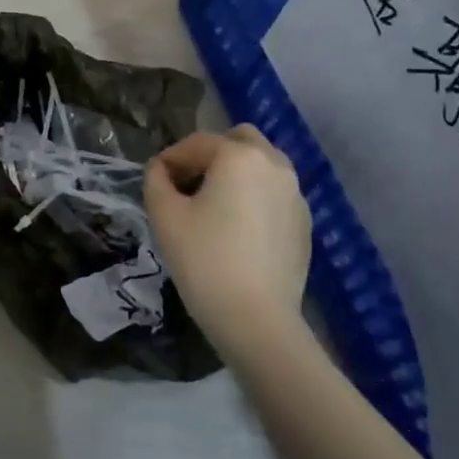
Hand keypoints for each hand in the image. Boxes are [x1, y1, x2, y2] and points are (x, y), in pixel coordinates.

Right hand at [144, 125, 311, 353]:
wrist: (256, 318)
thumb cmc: (203, 259)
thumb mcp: (164, 215)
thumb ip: (156, 180)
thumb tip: (160, 170)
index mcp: (239, 156)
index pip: (196, 143)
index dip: (169, 159)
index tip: (154, 180)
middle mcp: (274, 165)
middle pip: (239, 140)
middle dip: (210, 155)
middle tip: (188, 184)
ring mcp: (296, 194)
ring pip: (261, 166)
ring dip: (235, 173)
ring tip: (212, 206)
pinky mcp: (304, 223)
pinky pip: (274, 194)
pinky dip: (254, 197)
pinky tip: (236, 229)